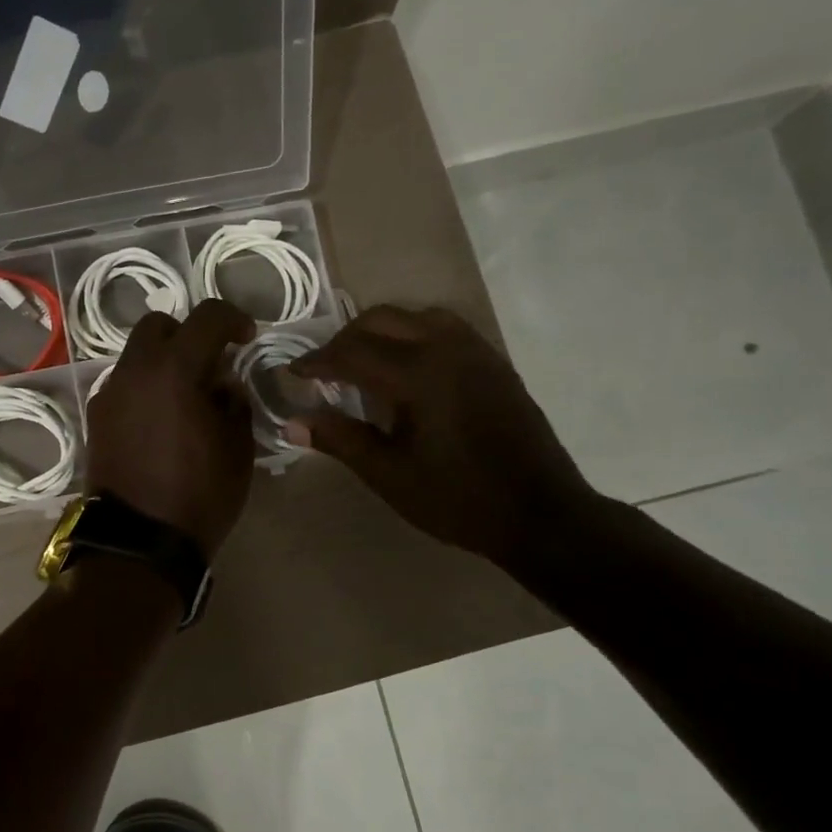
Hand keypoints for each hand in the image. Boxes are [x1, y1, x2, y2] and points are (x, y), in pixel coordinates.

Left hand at [87, 298, 256, 557]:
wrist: (138, 542)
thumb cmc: (199, 494)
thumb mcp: (238, 448)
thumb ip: (234, 402)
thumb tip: (223, 384)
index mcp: (174, 369)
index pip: (206, 317)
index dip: (233, 319)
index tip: (246, 338)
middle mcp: (134, 371)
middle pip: (159, 326)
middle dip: (188, 334)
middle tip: (210, 364)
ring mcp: (109, 394)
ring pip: (136, 356)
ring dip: (163, 362)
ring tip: (185, 398)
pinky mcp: (96, 418)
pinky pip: (124, 385)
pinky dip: (145, 388)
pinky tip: (161, 421)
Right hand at [288, 305, 596, 562]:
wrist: (540, 514)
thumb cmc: (457, 499)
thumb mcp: (389, 475)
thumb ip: (340, 440)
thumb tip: (292, 423)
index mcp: (418, 375)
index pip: (351, 352)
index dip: (316, 361)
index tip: (291, 372)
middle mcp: (447, 349)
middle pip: (381, 320)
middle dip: (345, 339)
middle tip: (324, 370)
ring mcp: (476, 351)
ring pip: (415, 316)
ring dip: (381, 331)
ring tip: (363, 363)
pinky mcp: (494, 363)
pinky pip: (445, 328)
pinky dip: (413, 335)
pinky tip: (408, 368)